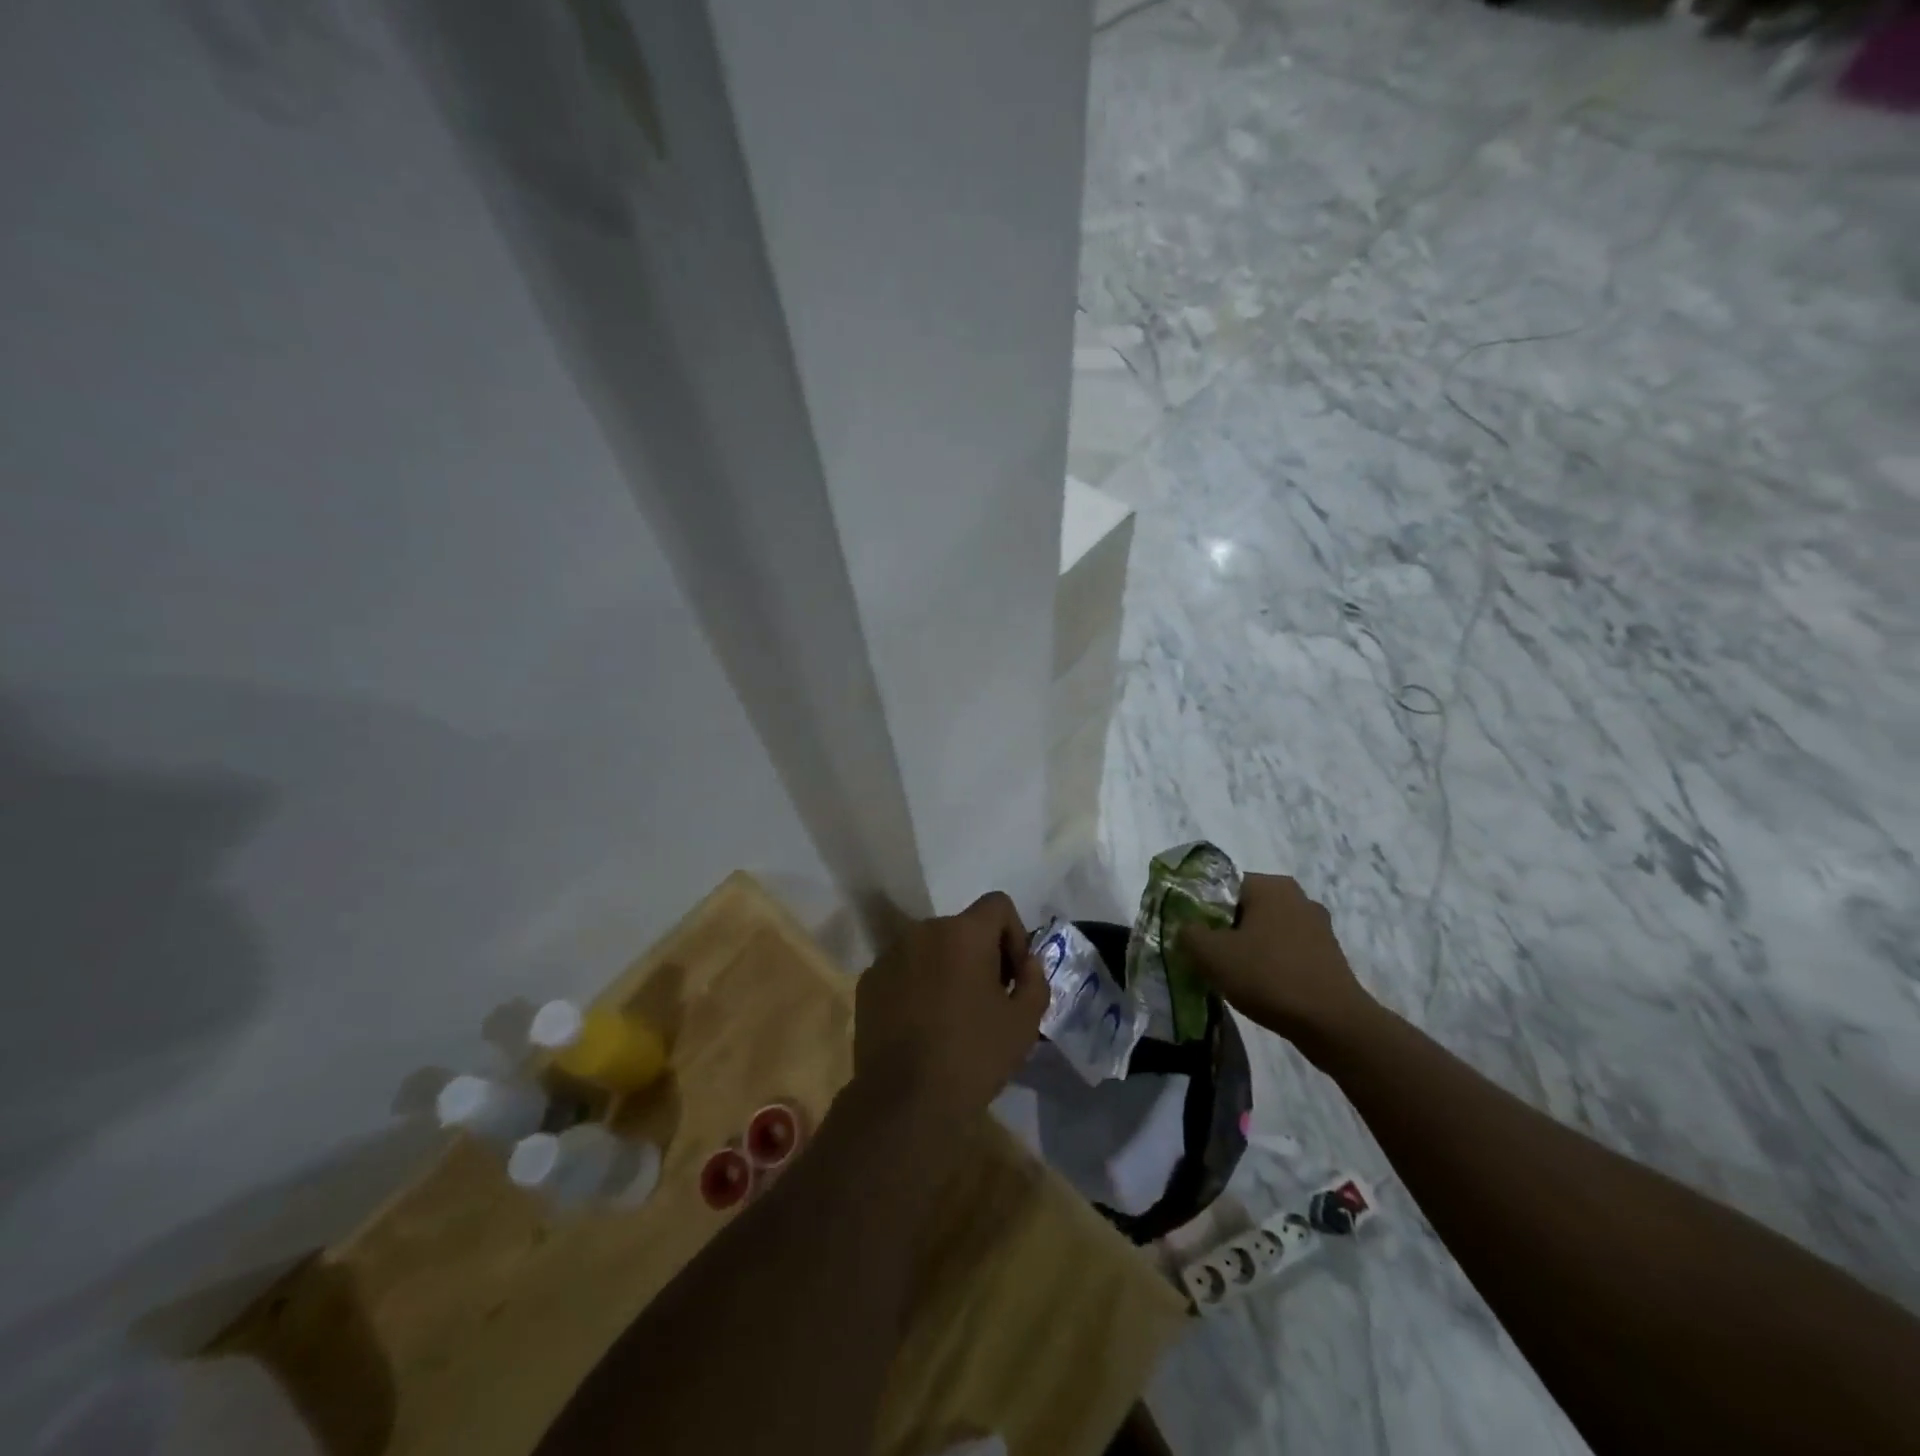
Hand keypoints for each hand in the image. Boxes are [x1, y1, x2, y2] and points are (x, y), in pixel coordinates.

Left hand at [853, 891, 1046, 1121]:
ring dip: (947, 969)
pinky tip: (921, 1026)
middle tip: (987, 1001)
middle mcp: (924, 930)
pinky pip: (904, 970)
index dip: (1014, 935)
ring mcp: (891, 954)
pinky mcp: (868, 981)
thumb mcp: (1024, 1023)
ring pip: (931, 949)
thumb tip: (1027, 965)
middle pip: (963, 928)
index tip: (1013, 978)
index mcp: (964, 932)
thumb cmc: (973, 1056)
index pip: (998, 905)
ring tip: (952, 1016)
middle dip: (980, 955)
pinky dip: (917, 986)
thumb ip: (1035, 981)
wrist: (905, 1100)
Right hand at [1178, 873, 1378, 1063]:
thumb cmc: (1268, 977)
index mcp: (1270, 885)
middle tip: (1205, 955)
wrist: (1333, 1024)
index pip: (1221, 885)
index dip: (1199, 909)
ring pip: (1265, 929)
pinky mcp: (1328, 954)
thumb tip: (1186, 928)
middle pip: (1243, 907)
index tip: (1189, 935)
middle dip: (1222, 929)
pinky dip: (1269, 962)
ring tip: (1230, 974)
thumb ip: (1188, 932)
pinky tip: (1259, 986)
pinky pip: (1285, 950)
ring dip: (1246, 947)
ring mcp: (1317, 926)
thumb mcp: (1211, 954)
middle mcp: (1296, 897)